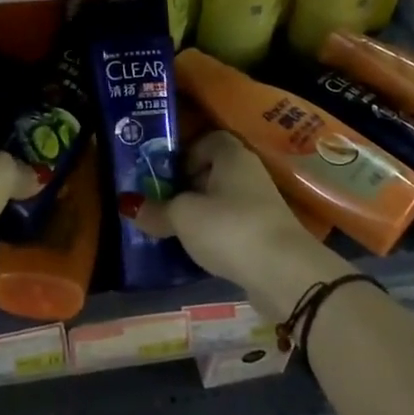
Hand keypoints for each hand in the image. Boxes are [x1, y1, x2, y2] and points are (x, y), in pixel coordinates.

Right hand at [134, 130, 319, 288]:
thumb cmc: (230, 228)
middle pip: (213, 171)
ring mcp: (261, 205)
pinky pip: (233, 226)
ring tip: (174, 229)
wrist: (285, 274)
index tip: (164, 176)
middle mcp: (249, 173)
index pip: (207, 140)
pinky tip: (199, 251)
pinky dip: (216, 234)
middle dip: (187, 186)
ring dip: (201, 213)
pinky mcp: (266, 234)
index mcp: (232, 155)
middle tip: (161, 203)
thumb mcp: (183, 217)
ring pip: (222, 201)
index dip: (184, 154)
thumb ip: (156, 210)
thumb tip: (128, 205)